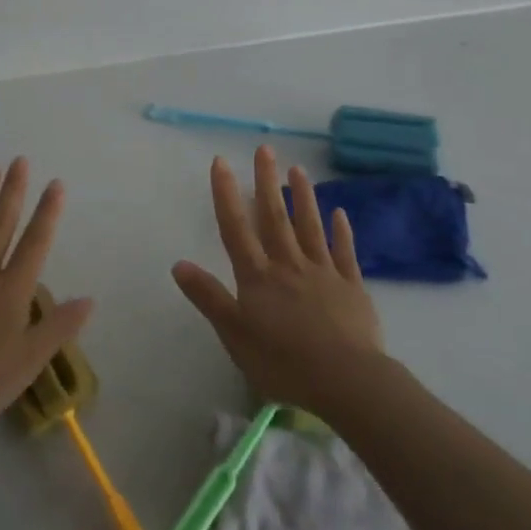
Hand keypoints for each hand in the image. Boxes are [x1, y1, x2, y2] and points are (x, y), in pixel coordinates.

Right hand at [172, 145, 384, 413]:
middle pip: (275, 217)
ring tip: (298, 169)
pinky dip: (341, 231)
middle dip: (267, 181)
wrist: (346, 380)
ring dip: (303, 197)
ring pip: (310, 227)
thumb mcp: (234, 334)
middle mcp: (289, 265)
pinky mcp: (351, 287)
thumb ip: (209, 297)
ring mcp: (323, 272)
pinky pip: (344, 252)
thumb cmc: (283, 362)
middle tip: (265, 149)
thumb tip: (179, 263)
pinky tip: (340, 212)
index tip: (222, 162)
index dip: (226, 194)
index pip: (237, 228)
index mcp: (258, 277)